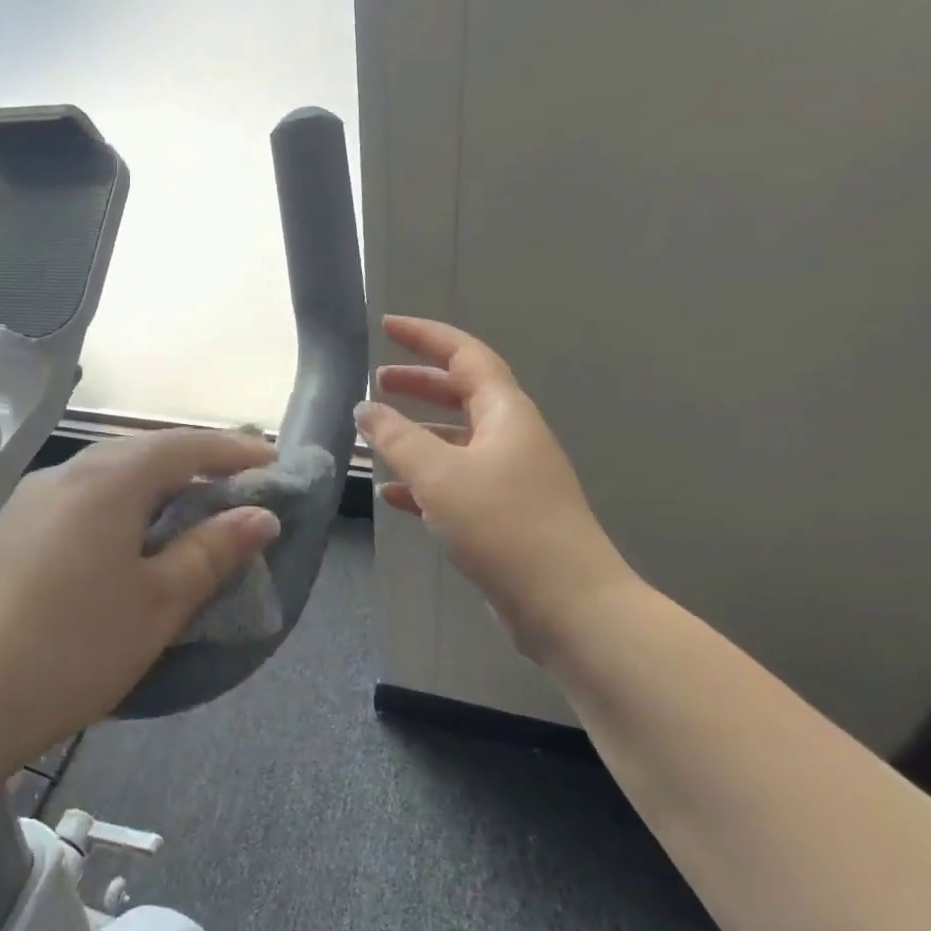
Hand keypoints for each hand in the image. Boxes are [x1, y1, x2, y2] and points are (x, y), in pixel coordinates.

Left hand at [0, 430, 281, 766]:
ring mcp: (31, 500)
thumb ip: (211, 552)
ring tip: (191, 511)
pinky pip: (82, 498)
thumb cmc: (73, 646)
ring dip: (156, 484)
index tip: (275, 466)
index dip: (233, 453)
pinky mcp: (12, 530)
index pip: (184, 446)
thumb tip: (260, 517)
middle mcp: (66, 475)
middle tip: (238, 487)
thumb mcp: (157, 603)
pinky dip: (122, 504)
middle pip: (143, 452)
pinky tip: (129, 538)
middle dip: (196, 463)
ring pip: (109, 474)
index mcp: (107, 480)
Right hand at [356, 315, 635, 660]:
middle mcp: (511, 437)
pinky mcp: (504, 515)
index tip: (387, 327)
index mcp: (505, 413)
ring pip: (457, 442)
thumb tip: (365, 409)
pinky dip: (425, 481)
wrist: (566, 603)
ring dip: (418, 434)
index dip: (425, 337)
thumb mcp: (440, 475)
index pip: (465, 355)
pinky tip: (394, 495)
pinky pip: (458, 483)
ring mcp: (511, 478)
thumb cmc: (503, 526)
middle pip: (462, 395)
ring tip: (377, 436)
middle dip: (419, 384)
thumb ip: (396, 438)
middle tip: (378, 382)